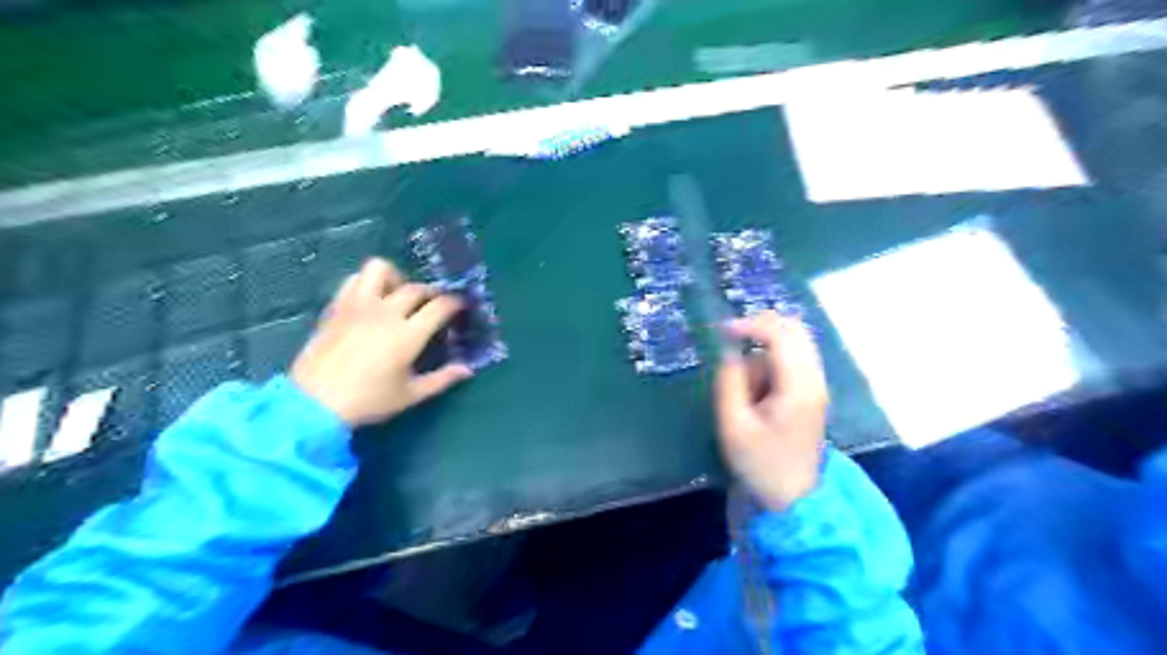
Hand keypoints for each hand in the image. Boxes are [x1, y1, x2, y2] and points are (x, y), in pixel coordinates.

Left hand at [292, 255, 473, 429]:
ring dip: (397, 277)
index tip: (461, 307)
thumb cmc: (368, 400)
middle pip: (417, 288)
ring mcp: (358, 305)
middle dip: (432, 294)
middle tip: (435, 306)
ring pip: (381, 270)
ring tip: (400, 294)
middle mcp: (385, 313)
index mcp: (408, 335)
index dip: (456, 303)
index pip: (441, 306)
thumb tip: (467, 369)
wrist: (313, 403)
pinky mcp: (338, 307)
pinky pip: (355, 279)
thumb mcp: (411, 395)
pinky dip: (368, 282)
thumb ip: (442, 379)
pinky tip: (372, 299)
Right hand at [710, 313, 829, 511]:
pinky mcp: (811, 392)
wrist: (793, 497)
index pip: (780, 335)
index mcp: (798, 387)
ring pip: (792, 343)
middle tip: (729, 343)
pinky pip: (791, 360)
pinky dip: (770, 364)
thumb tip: (730, 353)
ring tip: (746, 391)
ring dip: (763, 353)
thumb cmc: (760, 464)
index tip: (721, 332)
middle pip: (794, 330)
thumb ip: (729, 383)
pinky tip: (758, 393)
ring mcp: (816, 385)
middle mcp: (814, 379)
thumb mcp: (733, 426)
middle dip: (759, 330)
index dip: (750, 325)